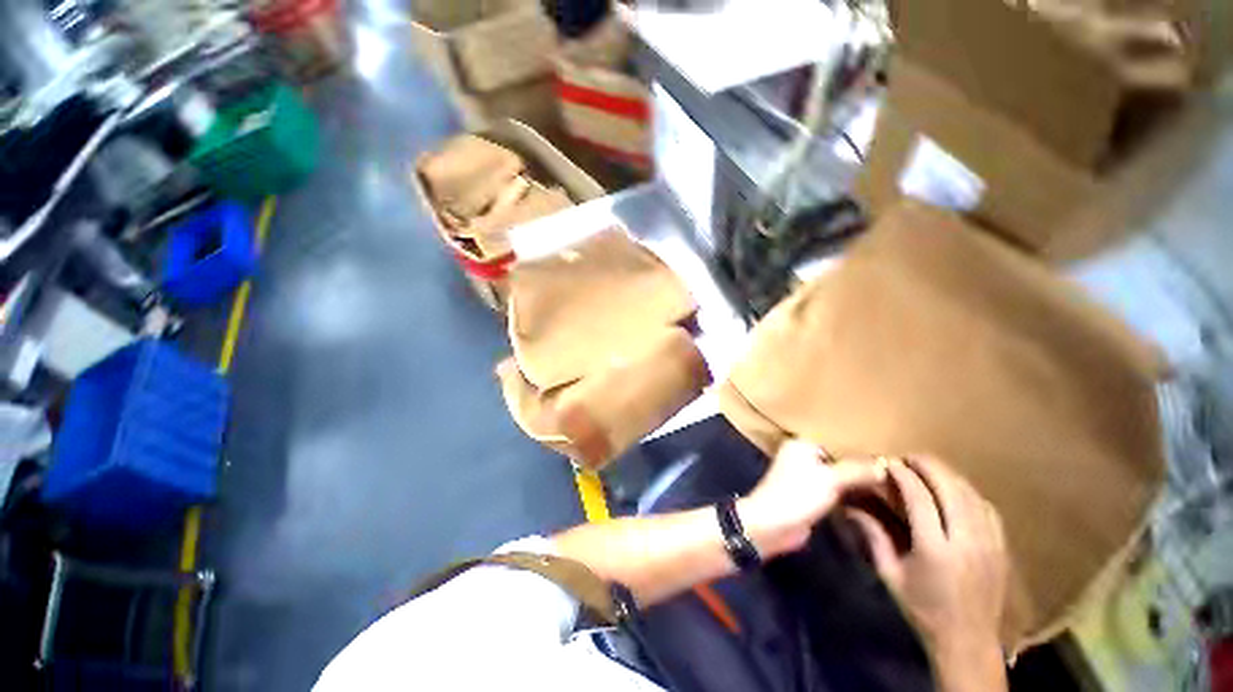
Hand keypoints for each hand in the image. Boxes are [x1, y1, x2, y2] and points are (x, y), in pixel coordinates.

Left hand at [738, 439, 886, 557]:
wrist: (772, 525)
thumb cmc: (797, 494)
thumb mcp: (830, 479)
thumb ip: (856, 470)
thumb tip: (883, 465)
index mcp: (802, 444)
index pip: (835, 437)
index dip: (858, 442)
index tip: (887, 445)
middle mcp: (802, 456)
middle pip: (837, 455)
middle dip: (860, 461)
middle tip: (893, 463)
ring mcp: (806, 476)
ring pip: (837, 472)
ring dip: (856, 477)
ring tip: (889, 476)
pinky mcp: (810, 495)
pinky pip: (834, 488)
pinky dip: (849, 490)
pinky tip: (872, 493)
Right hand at [848, 458, 1008, 688]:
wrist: (969, 644)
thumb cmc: (923, 610)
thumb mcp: (891, 576)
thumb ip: (874, 537)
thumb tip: (851, 506)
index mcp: (935, 550)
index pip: (920, 498)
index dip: (904, 475)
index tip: (889, 463)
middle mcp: (966, 541)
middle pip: (951, 489)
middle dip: (930, 466)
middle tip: (910, 457)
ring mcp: (989, 544)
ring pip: (971, 495)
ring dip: (950, 476)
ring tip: (930, 468)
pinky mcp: (1001, 548)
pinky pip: (987, 509)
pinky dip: (969, 492)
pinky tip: (956, 491)